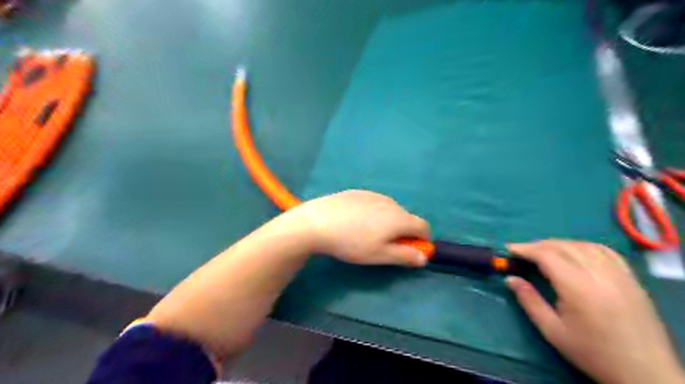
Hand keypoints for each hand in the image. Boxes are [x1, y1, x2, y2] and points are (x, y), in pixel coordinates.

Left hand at [290, 189, 429, 266]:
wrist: (317, 222)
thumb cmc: (352, 243)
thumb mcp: (379, 255)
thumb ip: (404, 256)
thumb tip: (424, 257)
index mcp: (399, 218)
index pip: (423, 226)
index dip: (422, 239)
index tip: (410, 251)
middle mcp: (391, 202)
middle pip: (406, 217)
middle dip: (403, 232)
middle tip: (383, 245)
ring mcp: (373, 194)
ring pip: (390, 210)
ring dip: (388, 222)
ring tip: (366, 234)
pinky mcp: (358, 192)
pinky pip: (374, 203)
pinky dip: (373, 212)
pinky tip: (354, 221)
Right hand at [504, 240, 681, 383]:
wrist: (645, 373)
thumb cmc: (592, 352)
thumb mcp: (552, 331)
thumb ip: (529, 301)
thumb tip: (509, 278)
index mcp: (578, 288)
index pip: (548, 255)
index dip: (526, 249)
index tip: (509, 249)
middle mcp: (600, 275)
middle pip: (564, 246)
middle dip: (538, 245)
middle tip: (522, 252)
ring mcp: (619, 275)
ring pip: (583, 245)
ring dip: (559, 244)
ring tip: (544, 251)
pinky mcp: (631, 278)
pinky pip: (604, 251)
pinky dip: (583, 246)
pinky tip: (574, 252)